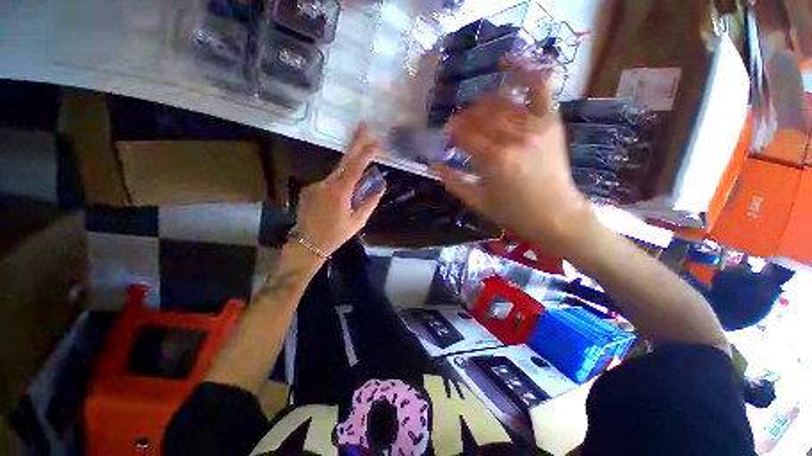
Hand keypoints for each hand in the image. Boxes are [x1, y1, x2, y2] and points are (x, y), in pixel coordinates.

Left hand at [293, 124, 384, 256]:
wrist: (308, 244)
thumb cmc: (336, 235)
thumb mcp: (358, 221)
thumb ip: (370, 202)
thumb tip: (380, 186)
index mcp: (340, 192)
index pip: (355, 167)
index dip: (366, 153)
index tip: (376, 142)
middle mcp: (326, 184)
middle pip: (343, 160)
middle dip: (354, 142)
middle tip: (362, 126)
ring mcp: (315, 185)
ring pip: (336, 173)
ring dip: (347, 173)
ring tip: (352, 189)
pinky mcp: (308, 189)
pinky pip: (327, 183)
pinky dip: (336, 185)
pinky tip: (336, 201)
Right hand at [435, 63, 593, 254]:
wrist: (556, 214)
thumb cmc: (513, 212)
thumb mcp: (477, 201)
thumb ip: (453, 182)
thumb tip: (433, 165)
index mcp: (494, 161)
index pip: (465, 135)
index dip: (453, 133)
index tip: (447, 135)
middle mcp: (514, 138)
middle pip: (480, 117)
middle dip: (464, 119)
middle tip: (458, 126)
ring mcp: (535, 126)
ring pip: (500, 103)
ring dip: (482, 104)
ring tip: (475, 111)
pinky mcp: (550, 122)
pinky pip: (538, 87)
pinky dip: (523, 70)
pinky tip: (506, 61)